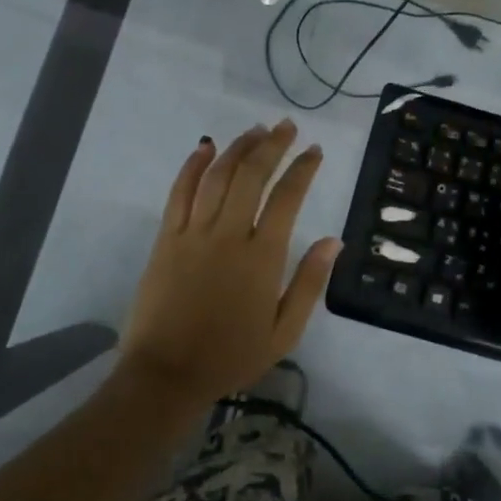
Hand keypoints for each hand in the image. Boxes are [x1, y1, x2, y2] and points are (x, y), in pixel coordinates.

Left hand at [116, 120, 340, 411]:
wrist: (166, 374)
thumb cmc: (230, 356)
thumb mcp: (284, 333)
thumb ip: (309, 283)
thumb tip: (335, 241)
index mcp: (262, 258)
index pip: (287, 198)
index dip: (303, 169)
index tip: (315, 151)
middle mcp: (228, 235)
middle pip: (252, 175)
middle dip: (273, 145)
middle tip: (287, 125)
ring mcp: (193, 233)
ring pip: (217, 176)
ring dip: (238, 147)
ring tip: (256, 129)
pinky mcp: (166, 238)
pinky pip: (179, 192)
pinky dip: (192, 165)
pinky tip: (205, 147)